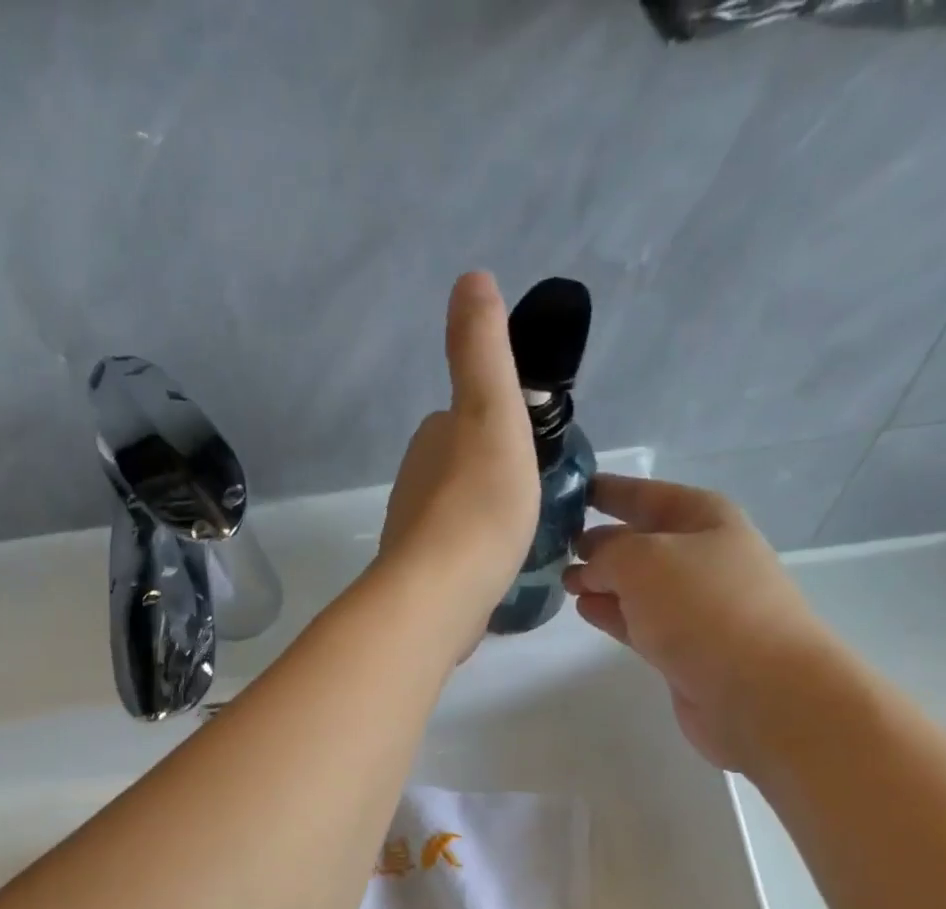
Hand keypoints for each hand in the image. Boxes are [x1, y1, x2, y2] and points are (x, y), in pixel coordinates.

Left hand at [378, 272, 539, 651]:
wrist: (441, 593)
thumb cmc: (478, 502)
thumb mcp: (491, 411)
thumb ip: (481, 350)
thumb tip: (470, 278)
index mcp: (432, 442)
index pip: (463, 420)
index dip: (495, 425)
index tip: (527, 445)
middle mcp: (414, 486)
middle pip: (458, 468)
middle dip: (488, 473)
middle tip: (531, 492)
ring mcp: (415, 538)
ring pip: (455, 514)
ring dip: (481, 517)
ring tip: (518, 533)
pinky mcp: (423, 582)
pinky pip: (454, 557)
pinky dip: (473, 556)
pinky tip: (494, 570)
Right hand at [562, 476, 842, 773]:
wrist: (758, 689)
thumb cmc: (703, 606)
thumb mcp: (642, 559)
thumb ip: (606, 553)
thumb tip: (590, 565)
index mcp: (703, 517)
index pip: (645, 494)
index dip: (607, 490)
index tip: (570, 490)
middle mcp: (702, 555)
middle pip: (640, 540)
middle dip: (599, 540)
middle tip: (552, 546)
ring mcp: (695, 604)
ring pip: (636, 583)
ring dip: (601, 580)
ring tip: (563, 580)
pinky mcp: (684, 647)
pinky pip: (639, 619)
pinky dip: (612, 612)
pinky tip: (585, 609)